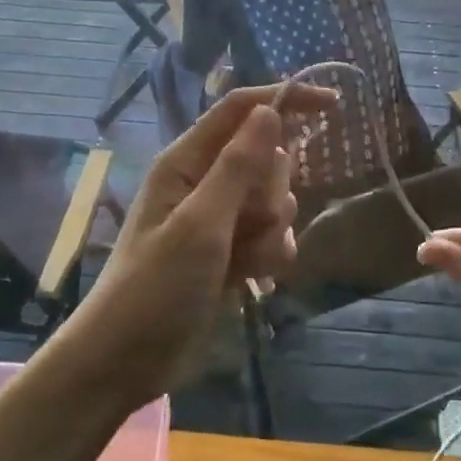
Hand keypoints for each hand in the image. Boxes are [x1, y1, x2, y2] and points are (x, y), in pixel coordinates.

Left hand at [59, 83, 334, 408]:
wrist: (127, 361)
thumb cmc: (156, 287)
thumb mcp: (200, 224)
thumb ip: (238, 167)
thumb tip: (270, 110)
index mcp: (187, 161)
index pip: (241, 109)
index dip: (284, 99)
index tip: (333, 104)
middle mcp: (205, 181)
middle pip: (266, 158)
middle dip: (271, 190)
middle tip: (248, 223)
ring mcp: (220, 218)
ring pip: (274, 199)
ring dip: (272, 230)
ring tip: (245, 260)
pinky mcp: (232, 250)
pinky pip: (273, 234)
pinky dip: (272, 253)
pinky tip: (256, 277)